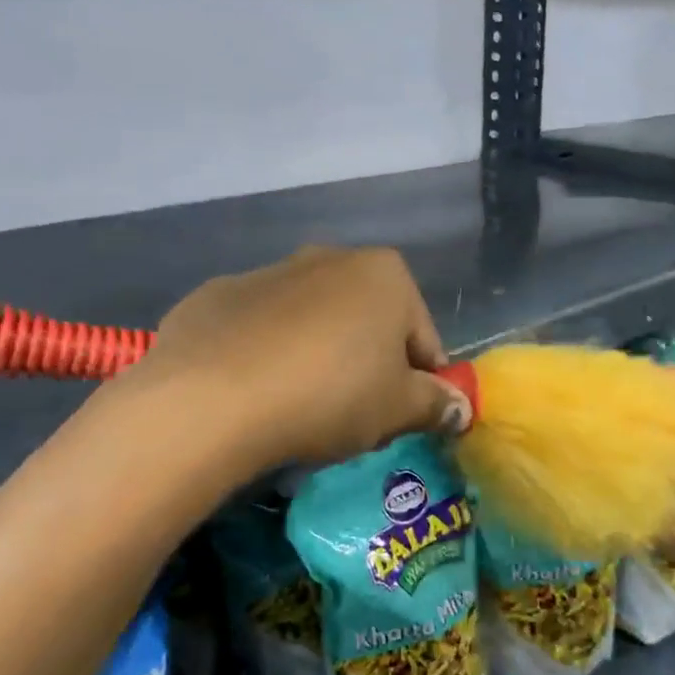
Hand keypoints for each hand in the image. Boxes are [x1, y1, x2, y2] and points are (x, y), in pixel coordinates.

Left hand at [120, 245, 464, 471]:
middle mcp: (329, 258)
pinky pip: (258, 330)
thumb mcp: (398, 409)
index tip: (406, 417)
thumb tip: (462, 408)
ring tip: (300, 407)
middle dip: (368, 363)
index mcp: (384, 275)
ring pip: (311, 322)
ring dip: (317, 355)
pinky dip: (264, 354)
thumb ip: (437, 404)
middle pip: (367, 321)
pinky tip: (254, 392)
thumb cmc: (330, 395)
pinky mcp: (216, 296)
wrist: (212, 398)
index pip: (423, 337)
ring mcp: (267, 272)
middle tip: (355, 414)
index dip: (421, 382)